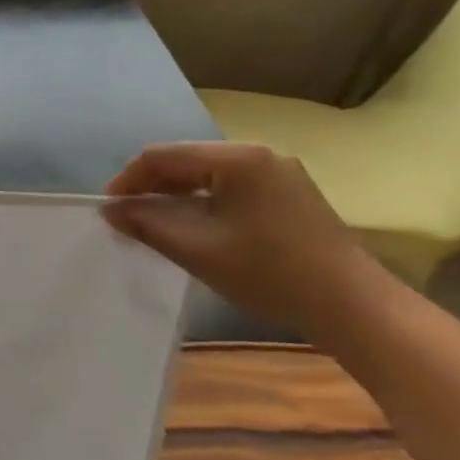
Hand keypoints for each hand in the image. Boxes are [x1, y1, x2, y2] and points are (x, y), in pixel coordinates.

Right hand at [103, 142, 390, 336]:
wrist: (351, 304)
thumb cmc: (269, 272)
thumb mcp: (196, 249)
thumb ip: (147, 223)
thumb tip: (109, 209)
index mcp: (236, 159)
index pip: (162, 155)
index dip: (128, 180)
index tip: (108, 210)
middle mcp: (257, 155)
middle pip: (185, 160)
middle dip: (150, 186)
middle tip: (127, 219)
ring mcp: (277, 172)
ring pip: (206, 174)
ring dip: (174, 195)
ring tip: (154, 224)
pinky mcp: (287, 193)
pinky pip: (229, 186)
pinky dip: (201, 201)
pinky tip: (193, 227)